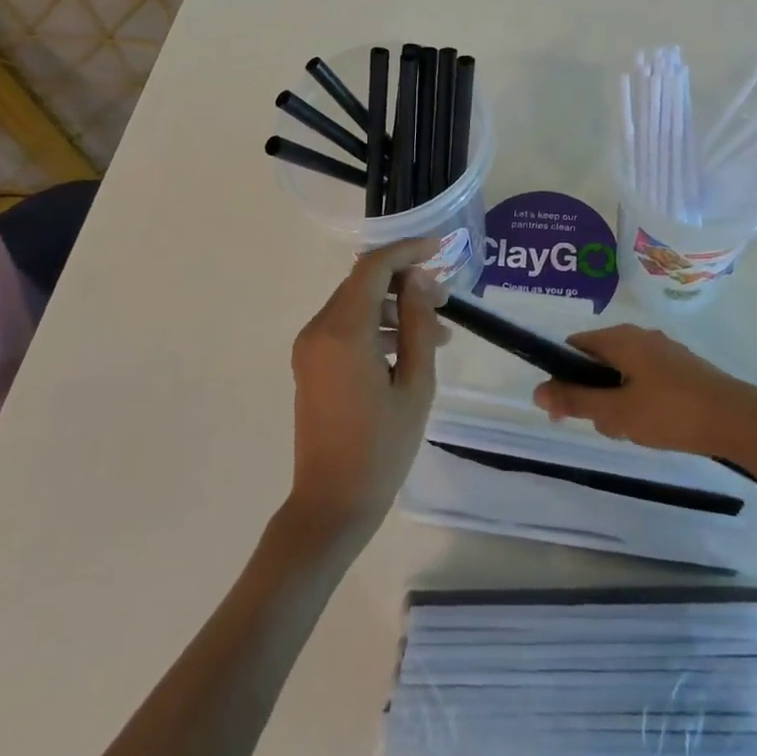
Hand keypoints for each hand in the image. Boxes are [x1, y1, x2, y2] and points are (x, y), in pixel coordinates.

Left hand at [286, 237, 449, 540]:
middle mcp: (319, 329)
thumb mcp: (415, 383)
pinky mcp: (311, 364)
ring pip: (357, 305)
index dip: (408, 251)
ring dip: (396, 308)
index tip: (440, 249)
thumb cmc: (381, 448)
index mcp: (343, 330)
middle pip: (364, 283)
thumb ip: (418, 323)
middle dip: (406, 282)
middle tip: (446, 300)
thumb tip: (420, 279)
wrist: (331, 505)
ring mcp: (310, 347)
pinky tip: (410, 350)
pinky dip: (378, 328)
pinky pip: (347, 328)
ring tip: (437, 333)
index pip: (374, 267)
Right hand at [532, 324, 756, 459]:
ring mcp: (664, 350)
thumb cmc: (671, 412)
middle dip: (594, 393)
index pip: (576, 345)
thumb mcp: (617, 412)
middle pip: (599, 360)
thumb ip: (576, 401)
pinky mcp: (682, 368)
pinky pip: (645, 379)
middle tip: (605, 425)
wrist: (737, 419)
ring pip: (623, 373)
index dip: (562, 374)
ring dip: (617, 401)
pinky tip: (654, 426)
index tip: (563, 408)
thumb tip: (537, 391)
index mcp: (621, 338)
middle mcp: (640, 336)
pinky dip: (639, 400)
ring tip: (632, 430)